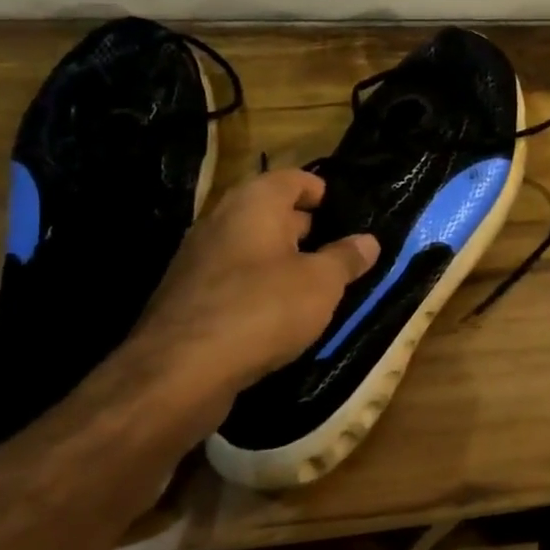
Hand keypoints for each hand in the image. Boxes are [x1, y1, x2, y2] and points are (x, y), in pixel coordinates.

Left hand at [125, 169, 378, 403]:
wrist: (180, 371)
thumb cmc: (262, 309)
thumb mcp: (321, 284)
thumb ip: (346, 259)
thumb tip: (369, 241)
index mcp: (254, 202)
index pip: (294, 178)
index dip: (322, 192)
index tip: (347, 214)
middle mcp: (222, 219)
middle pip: (270, 212)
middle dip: (305, 228)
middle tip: (339, 251)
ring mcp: (199, 258)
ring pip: (251, 248)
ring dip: (282, 261)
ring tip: (316, 285)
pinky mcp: (188, 296)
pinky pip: (233, 279)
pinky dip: (258, 287)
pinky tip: (279, 314)